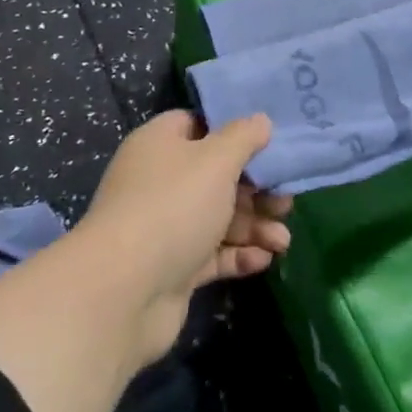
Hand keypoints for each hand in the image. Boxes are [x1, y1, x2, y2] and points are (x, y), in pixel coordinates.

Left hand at [76, 111, 291, 363]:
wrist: (125, 290)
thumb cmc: (174, 207)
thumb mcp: (215, 161)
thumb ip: (243, 138)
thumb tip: (260, 120)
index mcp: (160, 145)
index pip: (197, 126)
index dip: (232, 132)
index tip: (268, 143)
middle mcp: (160, 182)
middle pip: (215, 176)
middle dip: (255, 190)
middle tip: (286, 201)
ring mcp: (165, 227)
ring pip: (219, 218)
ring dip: (254, 226)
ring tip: (282, 240)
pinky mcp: (174, 267)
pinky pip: (213, 254)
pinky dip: (239, 255)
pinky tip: (264, 259)